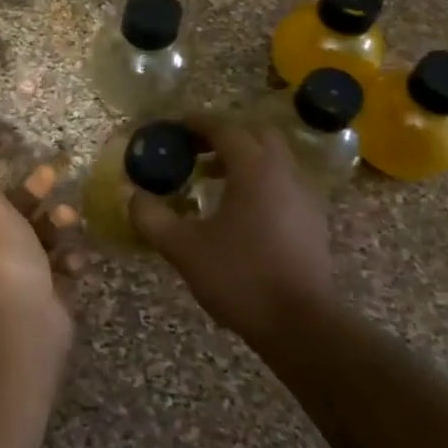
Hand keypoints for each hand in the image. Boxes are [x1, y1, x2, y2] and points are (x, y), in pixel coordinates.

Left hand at [0, 139, 84, 323]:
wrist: (24, 321)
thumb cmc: (0, 256)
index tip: (8, 162)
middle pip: (8, 217)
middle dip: (32, 195)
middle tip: (52, 174)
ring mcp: (16, 277)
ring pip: (38, 241)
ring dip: (55, 226)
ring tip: (69, 218)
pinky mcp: (45, 294)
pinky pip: (58, 269)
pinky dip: (67, 261)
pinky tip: (73, 259)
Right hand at [129, 115, 333, 344]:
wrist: (299, 323)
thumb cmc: (240, 277)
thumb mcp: (183, 248)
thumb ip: (152, 217)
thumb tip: (134, 196)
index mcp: (255, 170)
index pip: (226, 129)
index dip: (197, 123)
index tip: (174, 126)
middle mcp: (285, 173)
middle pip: (257, 135)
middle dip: (225, 135)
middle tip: (195, 150)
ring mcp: (305, 197)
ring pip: (274, 159)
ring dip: (244, 159)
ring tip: (210, 179)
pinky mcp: (313, 221)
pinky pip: (284, 183)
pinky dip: (259, 181)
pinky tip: (238, 210)